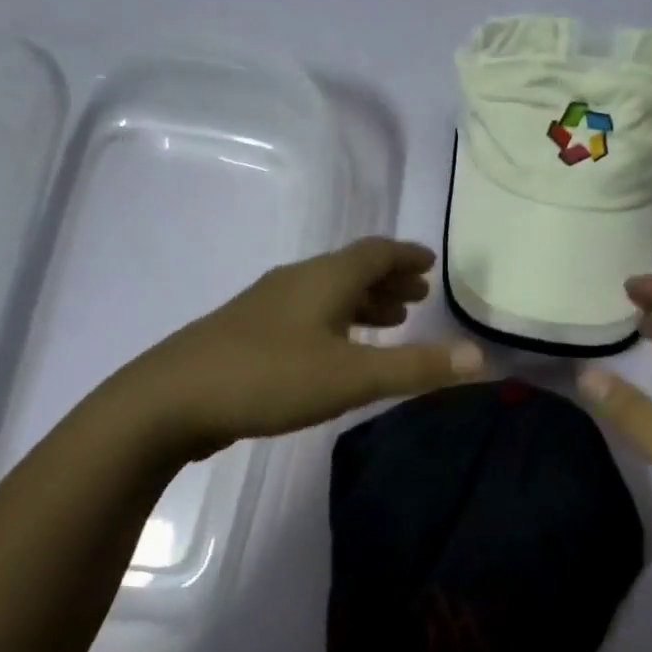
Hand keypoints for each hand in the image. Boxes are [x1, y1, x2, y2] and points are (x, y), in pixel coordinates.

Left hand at [125, 237, 484, 458]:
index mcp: (324, 278)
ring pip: (325, 293)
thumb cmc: (270, 378)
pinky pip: (306, 313)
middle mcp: (296, 281)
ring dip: (361, 301)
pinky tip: (333, 348)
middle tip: (417, 294)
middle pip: (350, 269)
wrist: (171, 399)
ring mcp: (266, 306)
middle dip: (387, 279)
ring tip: (388, 319)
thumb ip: (416, 367)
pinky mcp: (247, 333)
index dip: (406, 255)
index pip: (375, 252)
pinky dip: (335, 320)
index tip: (430, 261)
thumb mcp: (352, 376)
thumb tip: (480, 357)